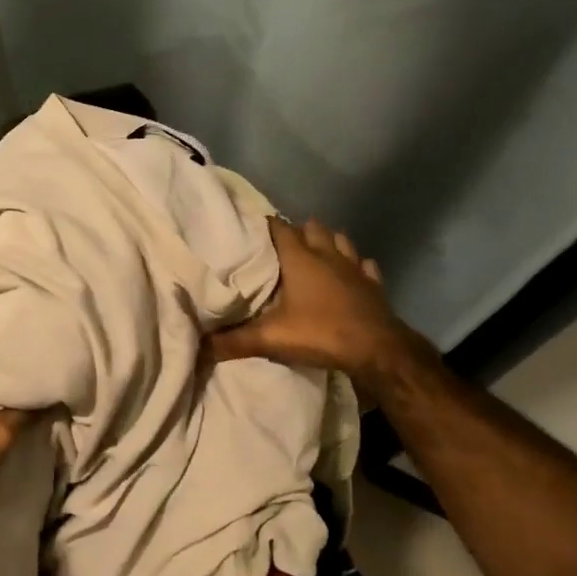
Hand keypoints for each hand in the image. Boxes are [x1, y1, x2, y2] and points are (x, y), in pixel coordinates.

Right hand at [210, 219, 433, 390]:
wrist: (377, 350)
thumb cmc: (321, 333)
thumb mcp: (271, 339)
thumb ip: (234, 341)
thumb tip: (199, 347)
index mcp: (300, 259)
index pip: (279, 229)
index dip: (265, 226)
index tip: (251, 228)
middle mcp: (327, 255)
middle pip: (312, 228)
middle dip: (297, 230)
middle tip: (280, 243)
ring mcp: (354, 268)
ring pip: (340, 240)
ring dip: (328, 241)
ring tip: (314, 249)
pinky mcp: (373, 284)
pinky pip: (364, 265)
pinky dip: (356, 265)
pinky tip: (352, 271)